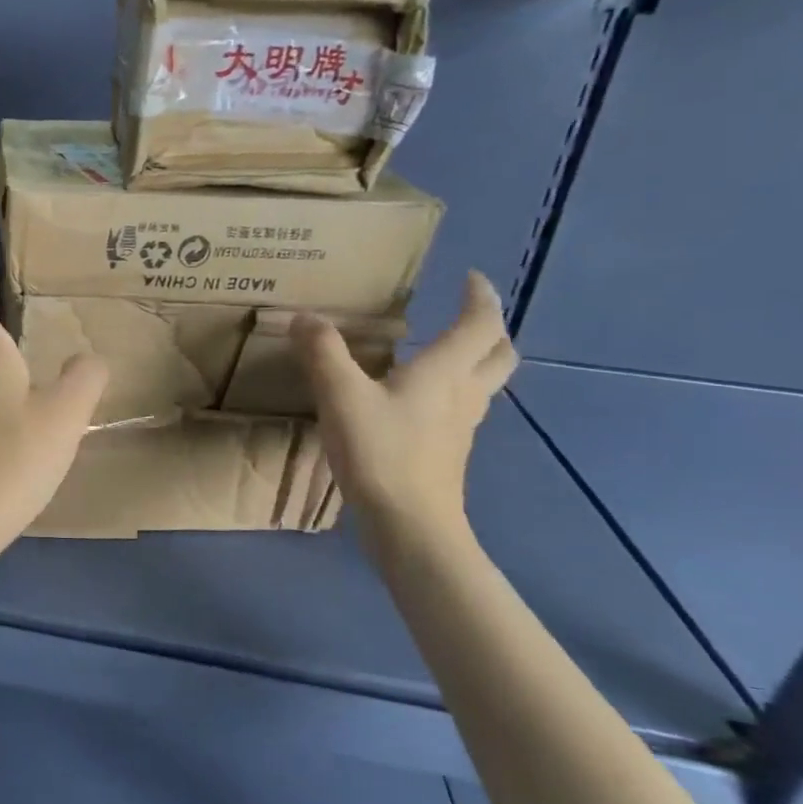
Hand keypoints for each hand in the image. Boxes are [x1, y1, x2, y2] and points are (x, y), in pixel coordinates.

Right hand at [292, 272, 517, 536]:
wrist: (410, 525)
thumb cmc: (382, 453)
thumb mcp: (341, 396)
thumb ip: (323, 353)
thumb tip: (303, 318)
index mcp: (445, 372)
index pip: (481, 324)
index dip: (480, 297)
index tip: (471, 278)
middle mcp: (463, 395)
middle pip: (499, 355)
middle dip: (490, 329)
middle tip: (468, 315)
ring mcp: (460, 428)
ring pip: (484, 385)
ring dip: (475, 362)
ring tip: (441, 353)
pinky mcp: (448, 454)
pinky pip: (461, 410)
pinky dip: (451, 393)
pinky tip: (417, 402)